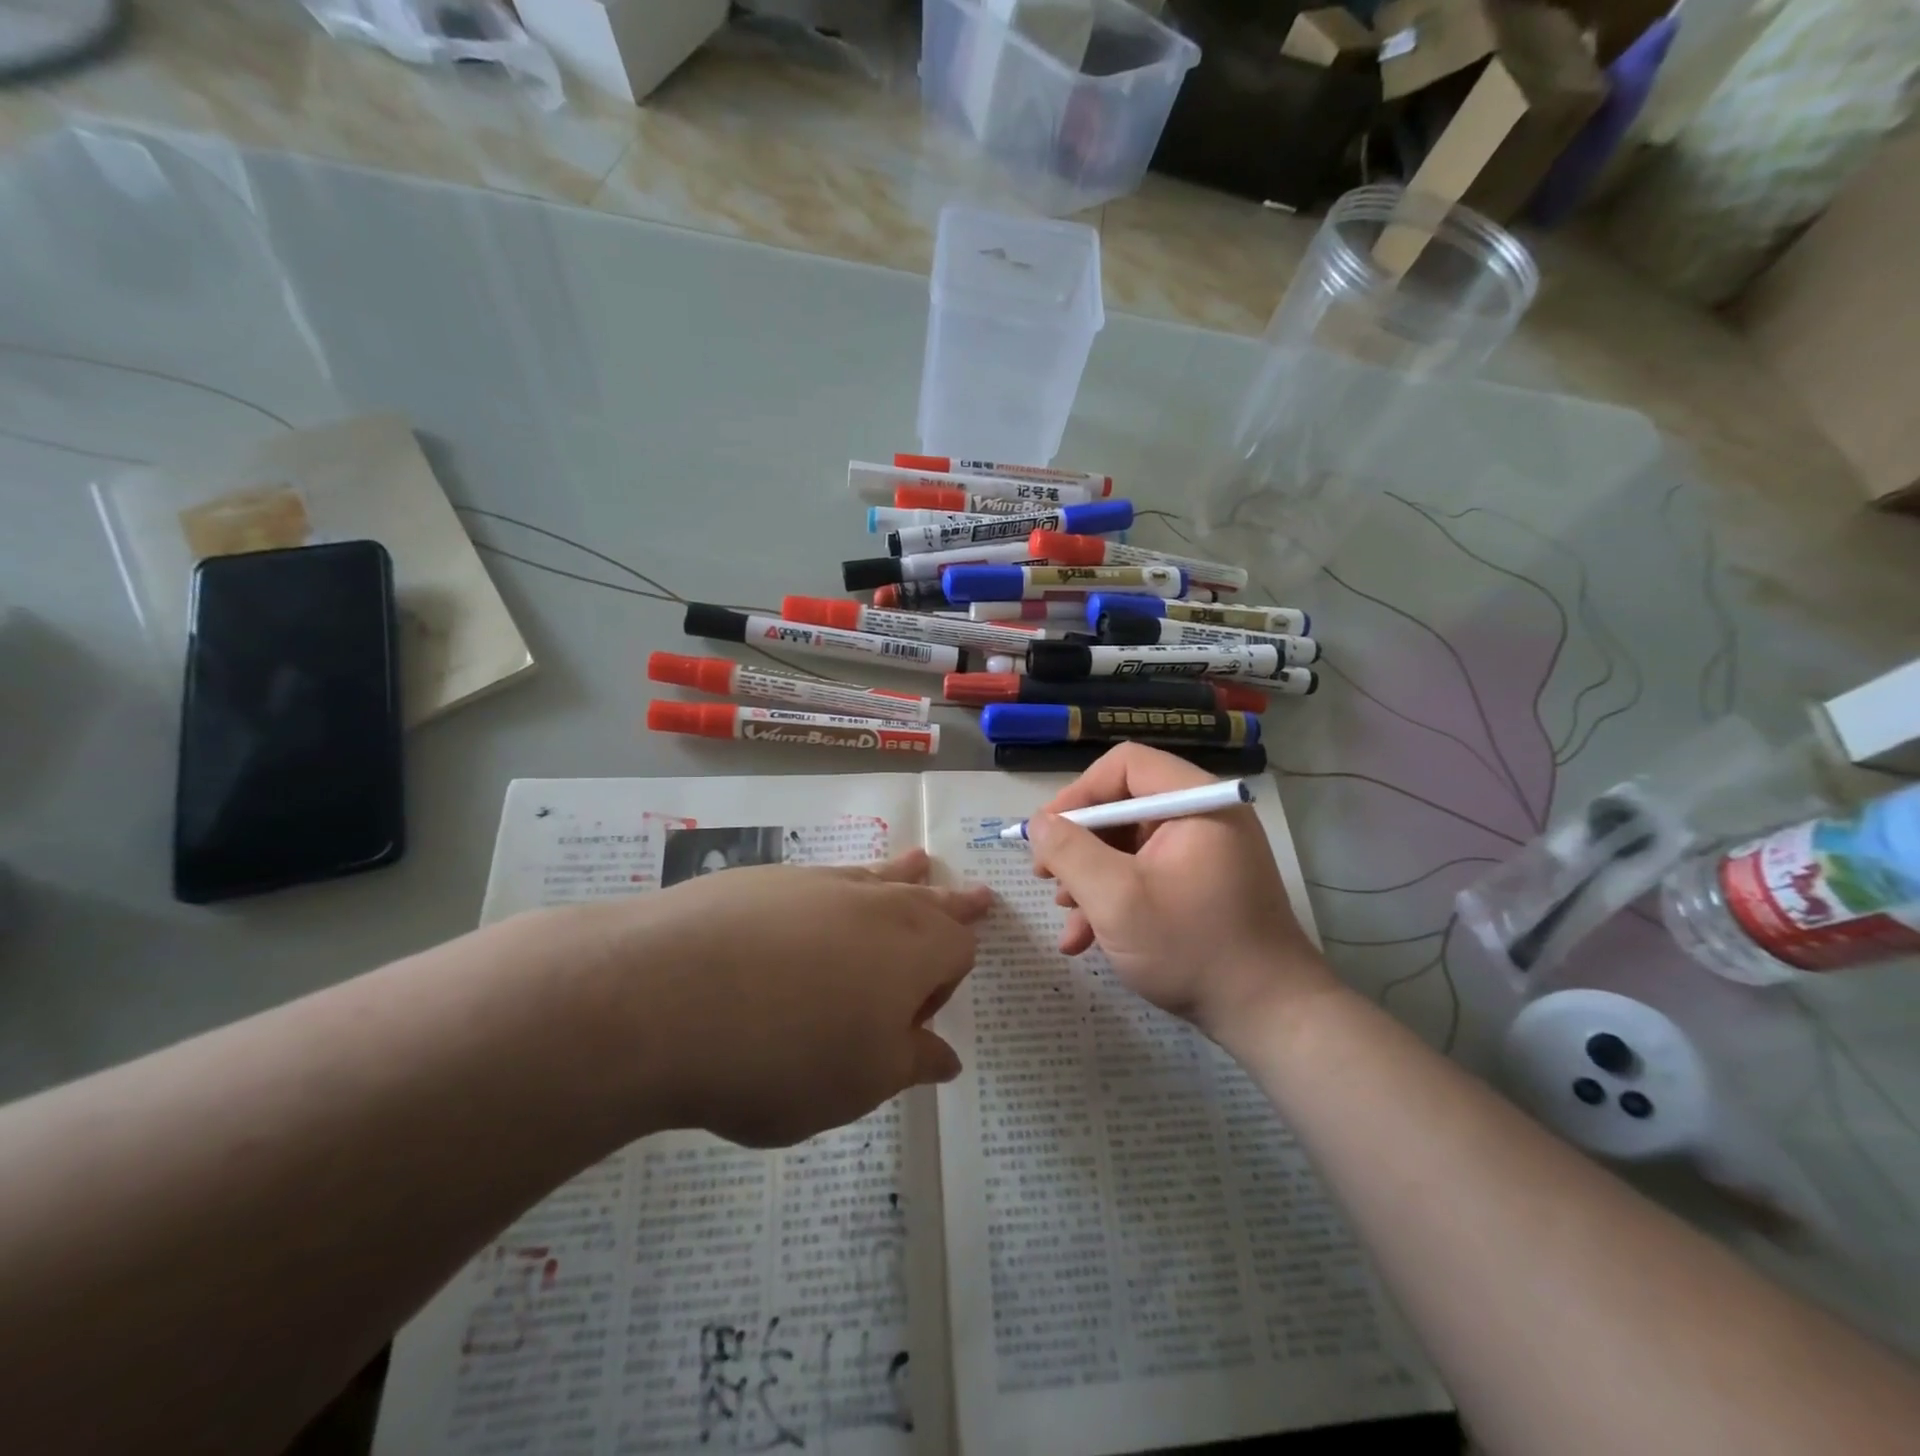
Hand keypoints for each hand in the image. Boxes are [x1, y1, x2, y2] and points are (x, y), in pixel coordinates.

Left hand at [562, 850, 990, 1146]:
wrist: (661, 995)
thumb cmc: (784, 1053)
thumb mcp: (860, 1082)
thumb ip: (910, 1063)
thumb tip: (947, 1058)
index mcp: (913, 947)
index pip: (958, 950)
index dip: (947, 986)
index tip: (912, 1026)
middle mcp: (873, 902)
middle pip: (928, 899)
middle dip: (953, 903)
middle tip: (979, 897)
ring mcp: (814, 883)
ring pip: (876, 875)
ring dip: (902, 876)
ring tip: (919, 864)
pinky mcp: (760, 880)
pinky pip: (819, 880)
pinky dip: (834, 889)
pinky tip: (815, 911)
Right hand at [1027, 744, 1332, 1036]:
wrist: (1268, 1017)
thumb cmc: (1191, 948)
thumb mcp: (1116, 899)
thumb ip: (1069, 852)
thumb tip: (1038, 823)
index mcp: (1197, 802)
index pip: (1126, 765)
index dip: (1078, 793)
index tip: (1045, 833)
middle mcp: (1204, 817)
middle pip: (1124, 806)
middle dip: (1079, 844)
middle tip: (1044, 876)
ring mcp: (1205, 854)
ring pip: (1129, 845)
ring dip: (1090, 878)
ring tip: (1064, 914)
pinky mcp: (1201, 886)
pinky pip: (1146, 874)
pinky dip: (1113, 899)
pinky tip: (1085, 938)